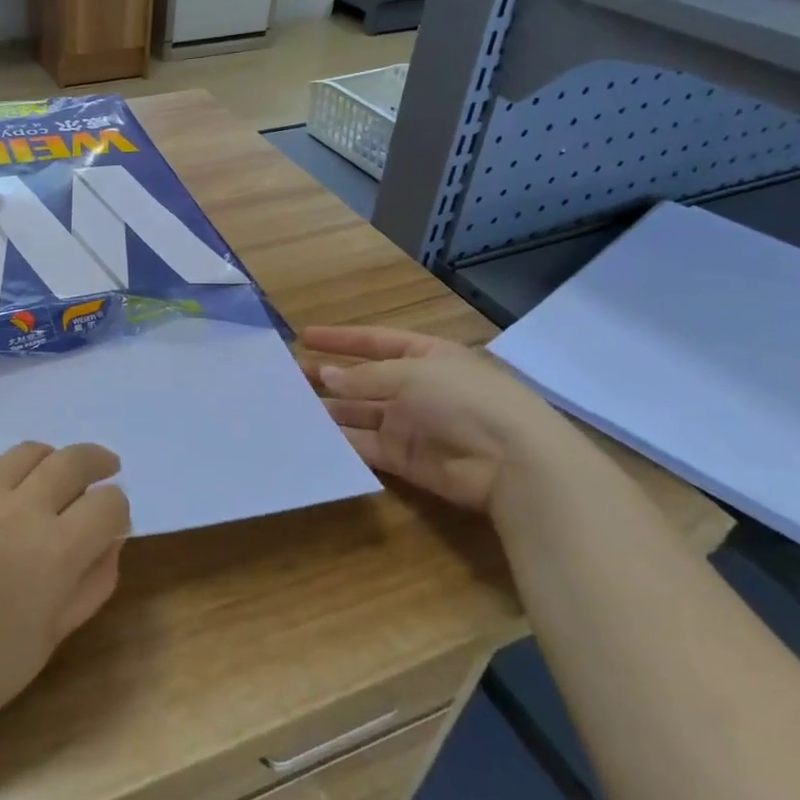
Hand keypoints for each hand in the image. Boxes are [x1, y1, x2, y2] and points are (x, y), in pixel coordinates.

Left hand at [0, 443, 130, 738]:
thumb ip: (94, 580)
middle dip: (97, 462)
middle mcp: (19, 510)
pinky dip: (2, 468)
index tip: (112, 518)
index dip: (117, 509)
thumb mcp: (55, 633)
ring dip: (50, 461)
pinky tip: (0, 489)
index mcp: (55, 552)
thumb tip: (112, 536)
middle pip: (73, 460)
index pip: (108, 503)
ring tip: (51, 477)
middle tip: (104, 466)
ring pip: (29, 451)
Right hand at [303, 326, 572, 512]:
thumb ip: (364, 378)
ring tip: (288, 406)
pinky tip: (310, 436)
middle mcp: (414, 387)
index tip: (303, 336)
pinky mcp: (403, 458)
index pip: (373, 341)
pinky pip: (364, 445)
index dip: (339, 339)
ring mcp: (408, 423)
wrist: (512, 462)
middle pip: (361, 379)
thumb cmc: (464, 400)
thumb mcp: (412, 375)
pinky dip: (339, 441)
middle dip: (327, 376)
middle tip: (287, 376)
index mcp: (424, 355)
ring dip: (327, 409)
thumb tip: (325, 376)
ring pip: (358, 413)